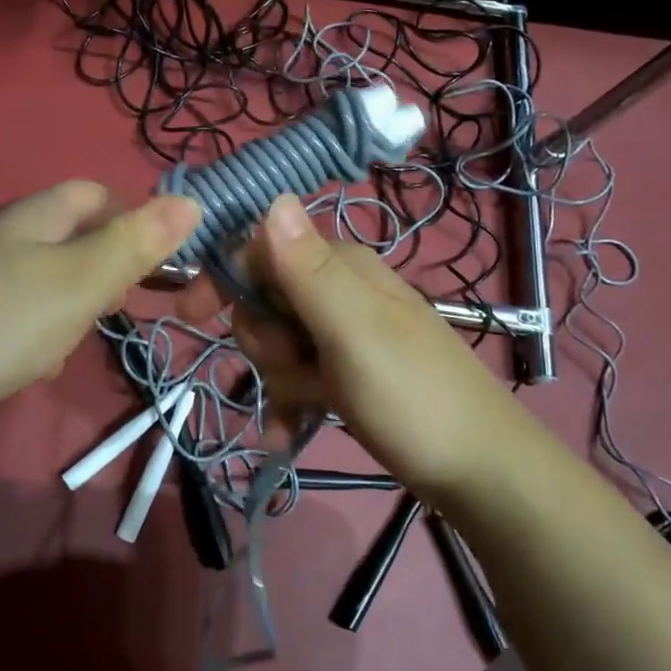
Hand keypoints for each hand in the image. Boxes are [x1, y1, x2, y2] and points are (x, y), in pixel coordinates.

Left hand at [0, 181, 200, 440]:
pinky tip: (39, 364)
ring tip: (74, 339)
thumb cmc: (7, 321)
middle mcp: (5, 237)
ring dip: (74, 308)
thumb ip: (137, 243)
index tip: (150, 261)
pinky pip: (24, 315)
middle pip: (73, 238)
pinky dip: (42, 334)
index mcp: (33, 216)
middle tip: (112, 305)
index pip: (94, 194)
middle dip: (103, 270)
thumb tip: (191, 202)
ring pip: (51, 281)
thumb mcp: (83, 279)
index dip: (130, 218)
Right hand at [183, 193, 529, 496]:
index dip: (224, 277)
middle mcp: (341, 292)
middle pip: (264, 301)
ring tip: (310, 405)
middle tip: (294, 367)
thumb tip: (273, 196)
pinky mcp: (348, 375)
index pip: (261, 248)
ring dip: (277, 378)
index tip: (191, 313)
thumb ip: (308, 269)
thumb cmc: (413, 397)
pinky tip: (288, 436)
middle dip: (262, 340)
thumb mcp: (354, 331)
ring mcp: (345, 335)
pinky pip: (298, 378)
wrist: (480, 473)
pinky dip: (289, 404)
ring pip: (277, 343)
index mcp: (342, 267)